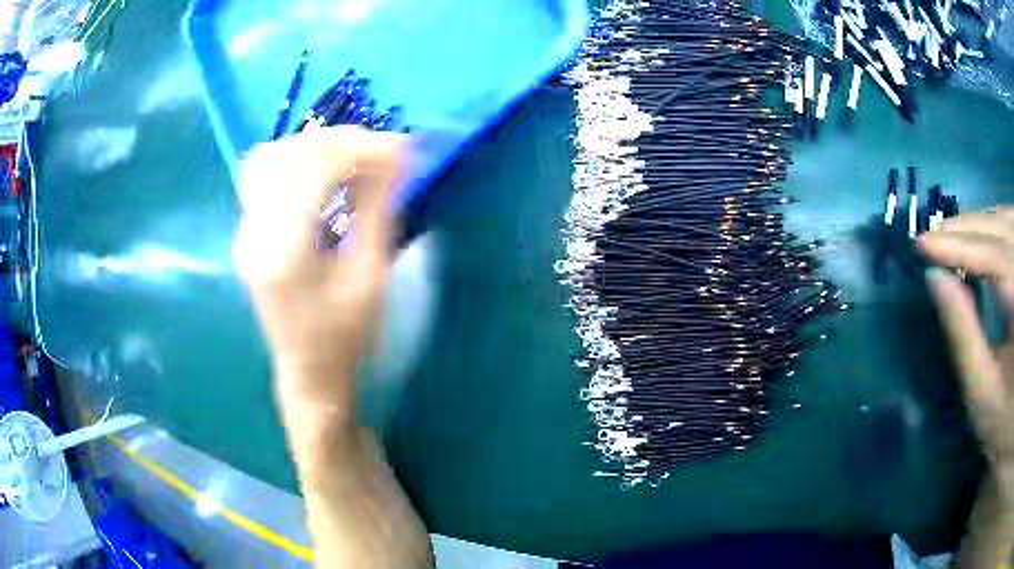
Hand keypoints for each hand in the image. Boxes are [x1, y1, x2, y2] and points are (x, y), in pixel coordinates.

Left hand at [233, 127, 405, 411]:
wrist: (309, 369)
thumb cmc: (345, 336)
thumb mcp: (370, 277)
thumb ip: (378, 210)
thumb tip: (397, 158)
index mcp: (284, 252)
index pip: (316, 170)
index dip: (363, 148)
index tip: (404, 149)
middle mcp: (255, 233)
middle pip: (291, 154)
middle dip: (343, 141)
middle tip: (384, 151)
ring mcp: (247, 229)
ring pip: (272, 156)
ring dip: (317, 147)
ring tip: (354, 156)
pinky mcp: (249, 229)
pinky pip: (265, 174)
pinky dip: (298, 160)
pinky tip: (324, 171)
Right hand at [921, 207, 1013, 481]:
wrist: (1009, 423)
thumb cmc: (999, 420)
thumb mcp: (981, 391)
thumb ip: (963, 336)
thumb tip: (935, 280)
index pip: (994, 257)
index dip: (960, 245)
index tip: (924, 244)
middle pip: (1001, 231)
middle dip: (967, 229)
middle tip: (933, 236)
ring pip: (1007, 221)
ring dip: (980, 222)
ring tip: (952, 233)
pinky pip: (1013, 228)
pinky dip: (996, 222)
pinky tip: (982, 231)